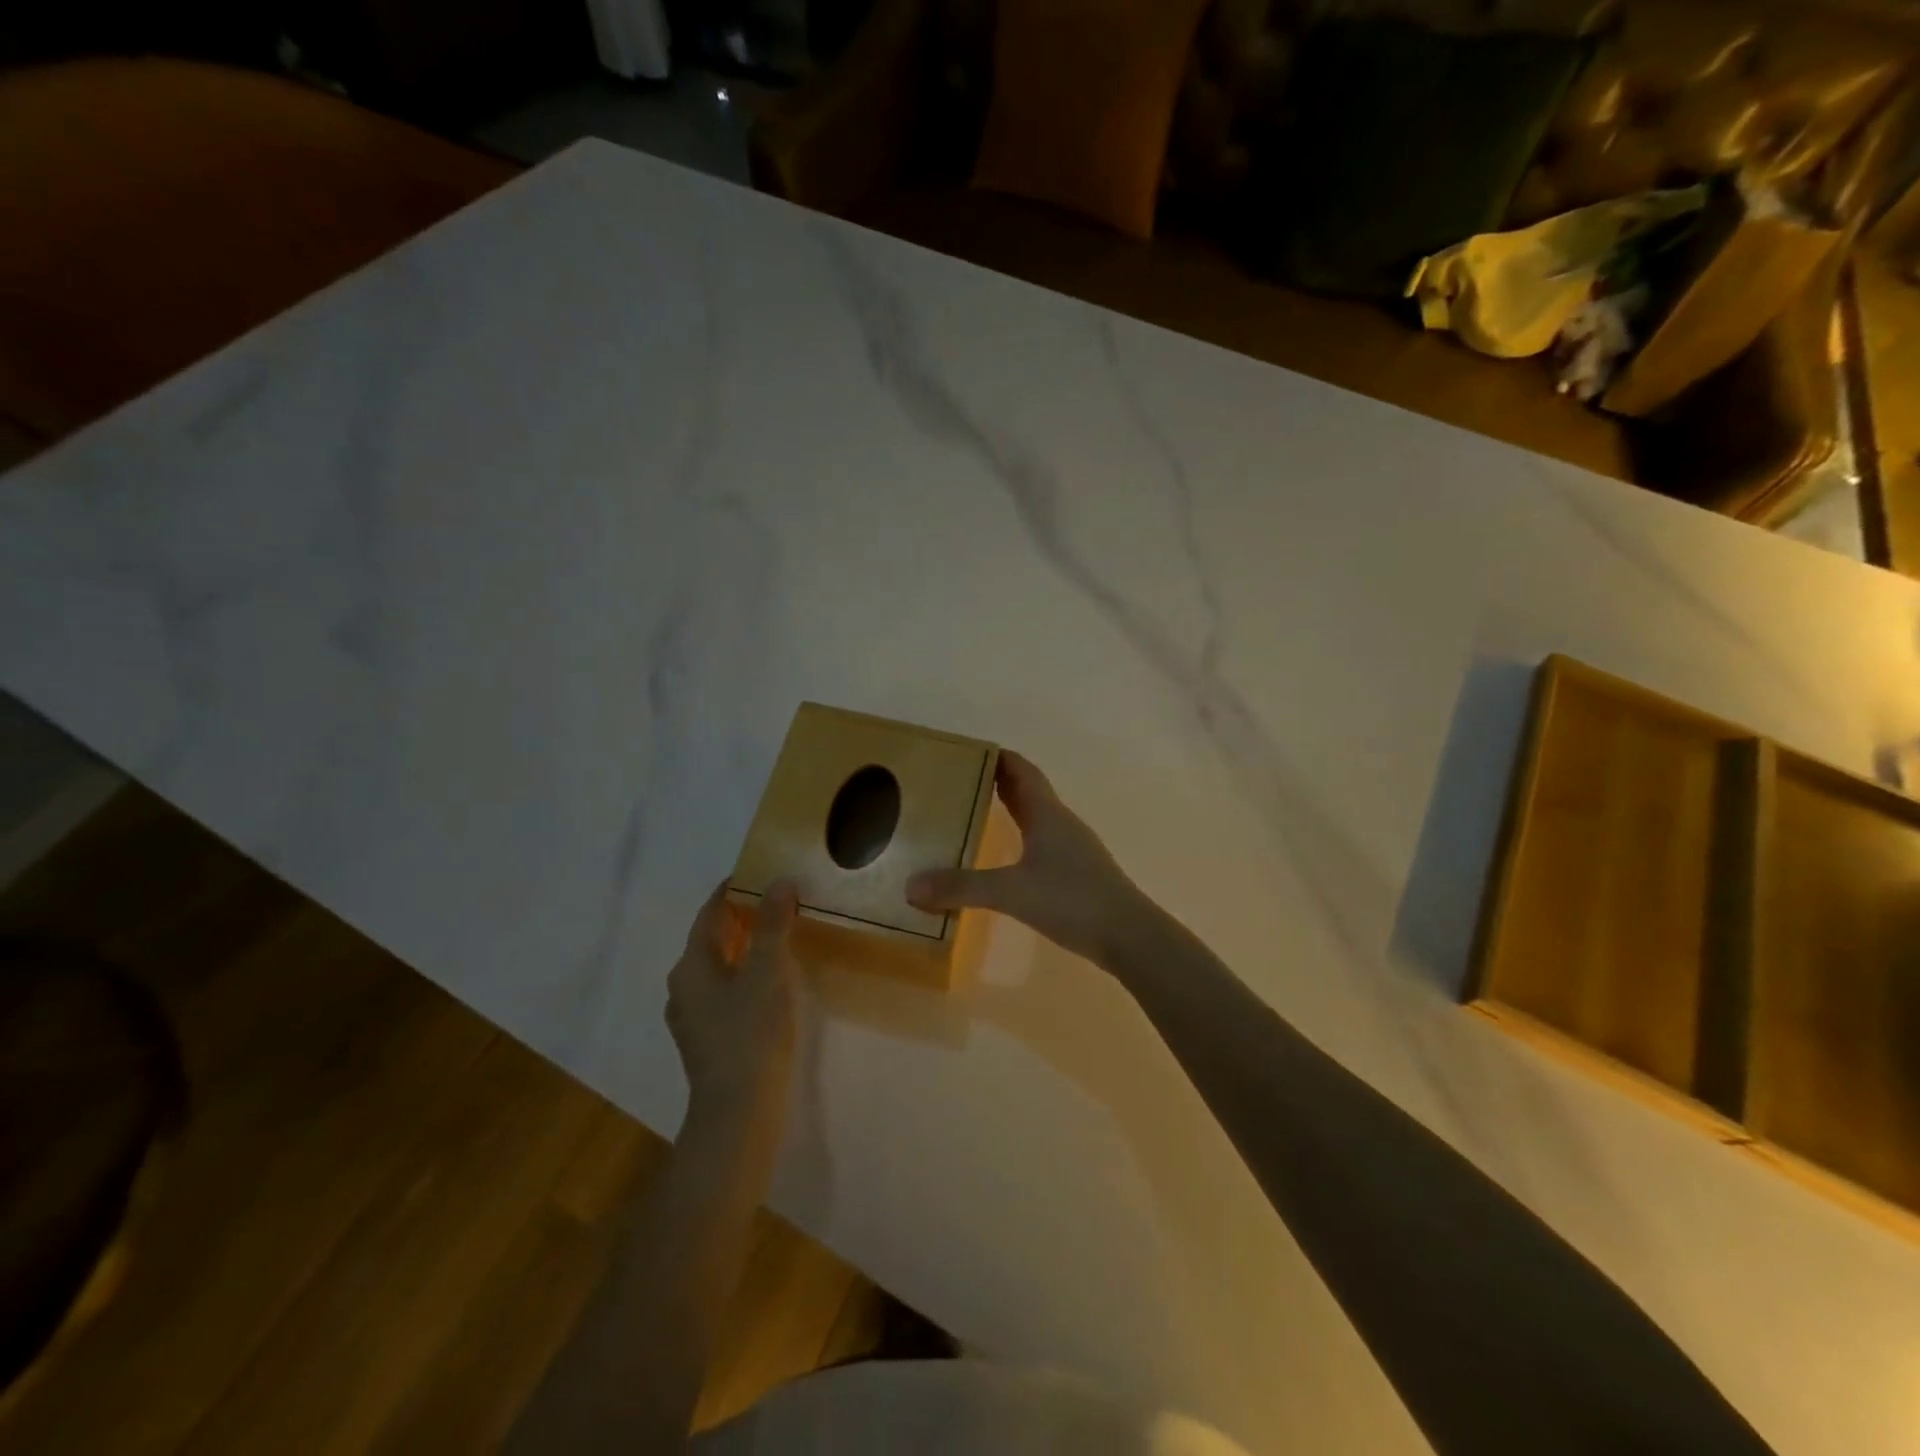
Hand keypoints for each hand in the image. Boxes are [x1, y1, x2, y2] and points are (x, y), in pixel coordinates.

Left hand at [666, 880, 799, 1124]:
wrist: (738, 1112)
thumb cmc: (751, 1033)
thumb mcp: (768, 971)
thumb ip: (773, 924)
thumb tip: (779, 882)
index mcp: (690, 966)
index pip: (709, 913)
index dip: (732, 890)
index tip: (759, 873)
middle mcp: (683, 988)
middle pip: (710, 940)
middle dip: (741, 918)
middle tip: (777, 901)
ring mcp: (692, 1018)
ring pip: (717, 968)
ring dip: (744, 948)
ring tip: (779, 937)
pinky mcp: (707, 1041)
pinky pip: (724, 993)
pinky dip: (744, 976)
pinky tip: (770, 983)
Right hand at [906, 751, 1153, 965]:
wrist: (1129, 937)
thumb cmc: (1072, 900)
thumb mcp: (1011, 891)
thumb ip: (961, 887)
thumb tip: (910, 886)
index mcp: (1047, 814)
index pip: (1021, 770)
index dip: (997, 757)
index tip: (966, 752)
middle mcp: (1061, 824)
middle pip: (1028, 791)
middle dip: (996, 782)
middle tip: (959, 782)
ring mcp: (1072, 849)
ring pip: (1036, 818)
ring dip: (1010, 810)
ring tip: (975, 815)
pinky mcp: (1076, 874)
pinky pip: (1041, 843)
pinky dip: (1020, 839)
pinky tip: (1006, 859)